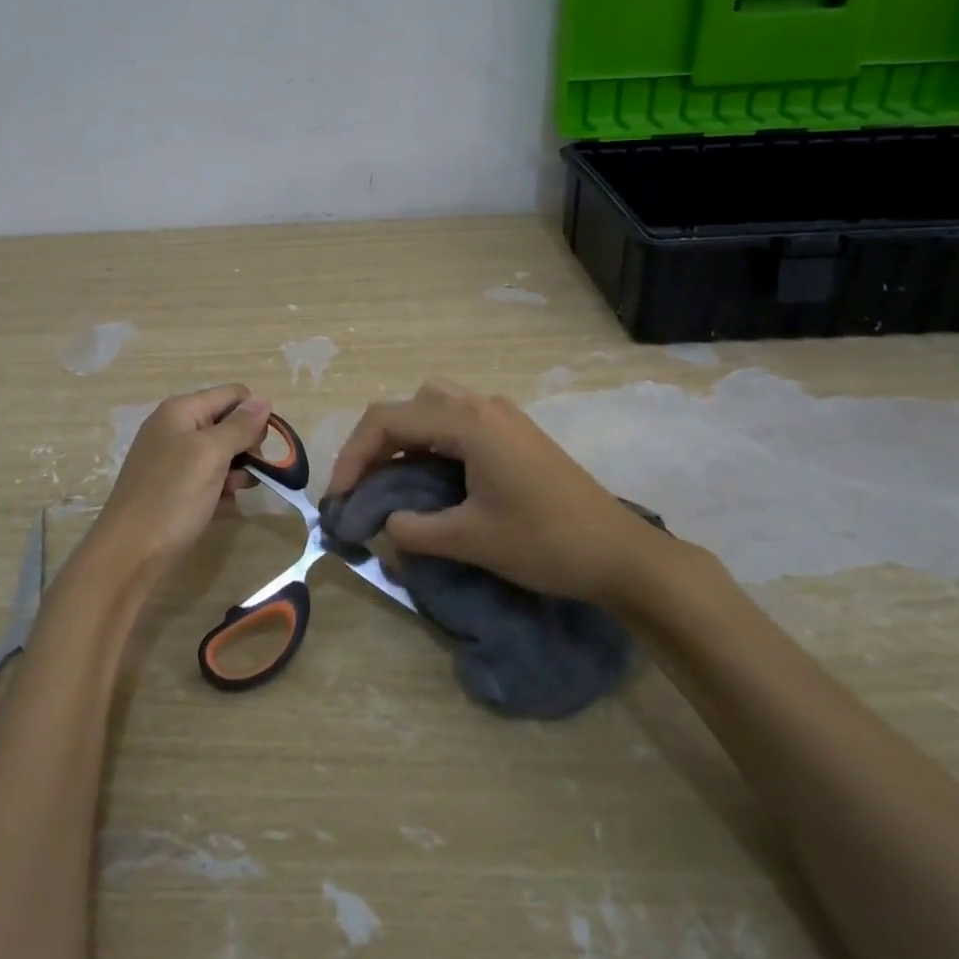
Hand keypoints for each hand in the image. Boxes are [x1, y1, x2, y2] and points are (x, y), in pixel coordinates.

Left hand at [88, 384, 270, 572]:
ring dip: (235, 471)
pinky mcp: (172, 484)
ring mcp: (172, 456)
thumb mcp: (211, 455)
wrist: (128, 554)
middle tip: (245, 475)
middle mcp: (175, 426)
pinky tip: (220, 506)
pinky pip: (207, 475)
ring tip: (231, 494)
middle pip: (228, 422)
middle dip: (245, 447)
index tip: (260, 449)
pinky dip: (219, 487)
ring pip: (221, 452)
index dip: (254, 417)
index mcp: (181, 410)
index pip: (234, 394)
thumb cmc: (172, 497)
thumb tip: (263, 399)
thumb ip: (239, 426)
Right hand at [327, 378, 666, 606]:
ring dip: (407, 436)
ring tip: (395, 479)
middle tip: (365, 483)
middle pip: (410, 404)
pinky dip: (433, 442)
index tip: (339, 497)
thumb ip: (415, 530)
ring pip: (435, 407)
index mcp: (468, 421)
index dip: (354, 456)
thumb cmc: (544, 542)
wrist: (620, 554)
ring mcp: (503, 416)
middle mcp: (483, 405)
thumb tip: (385, 523)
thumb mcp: (471, 540)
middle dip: (378, 440)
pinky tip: (434, 480)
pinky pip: (459, 422)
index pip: (389, 420)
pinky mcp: (516, 434)